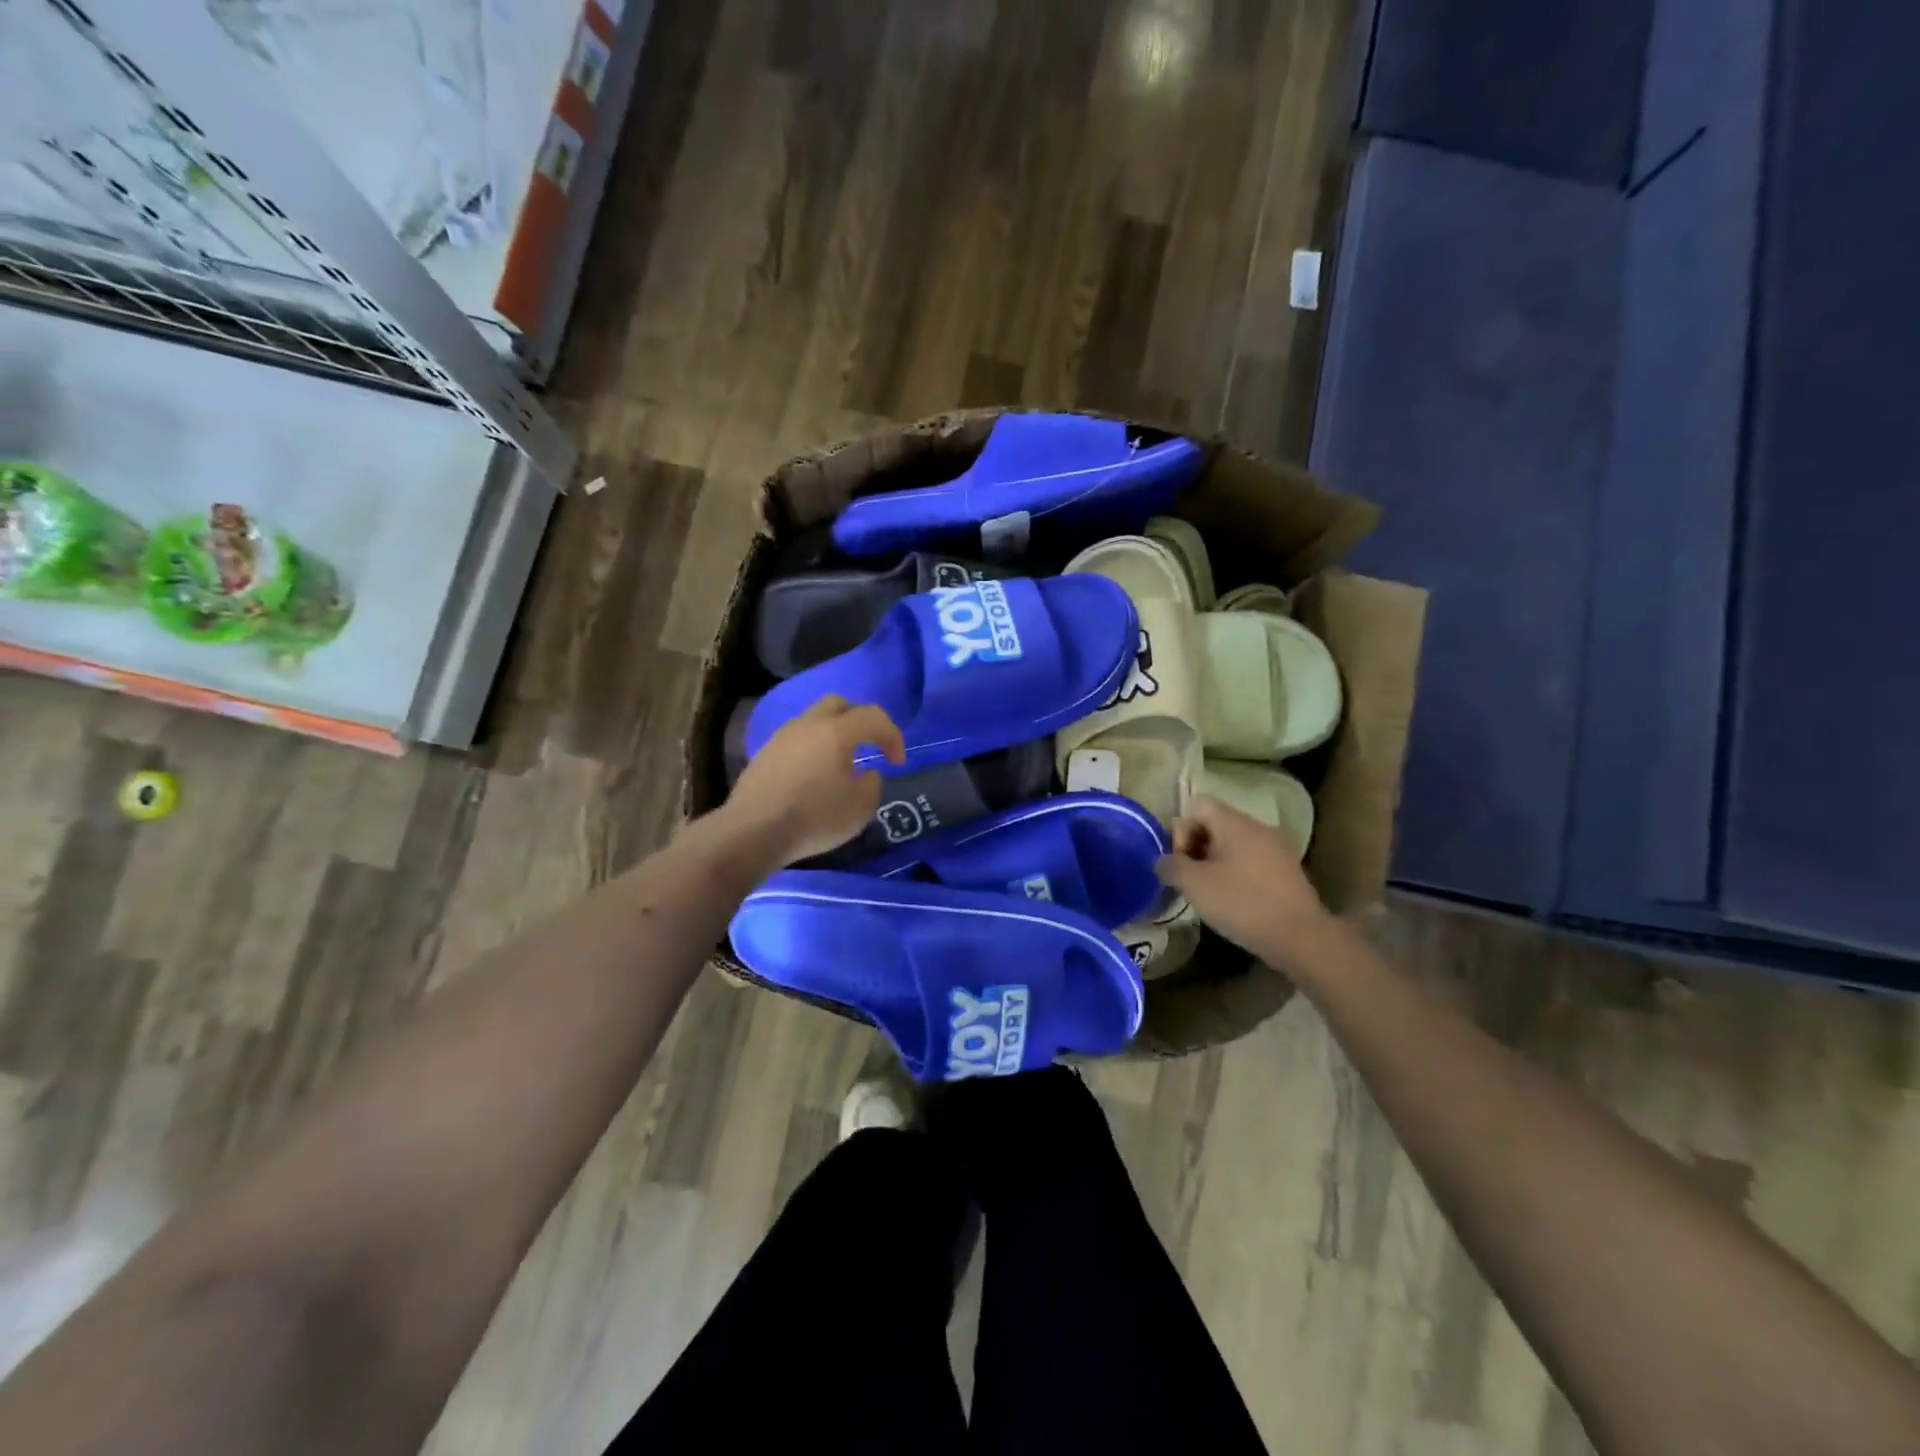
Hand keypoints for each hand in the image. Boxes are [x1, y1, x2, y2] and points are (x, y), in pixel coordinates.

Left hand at [725, 696, 906, 865]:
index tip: (897, 762)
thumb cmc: (814, 817)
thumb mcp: (860, 808)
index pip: (873, 717)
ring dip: (833, 736)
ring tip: (840, 765)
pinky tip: (813, 778)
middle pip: (839, 705)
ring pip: (813, 722)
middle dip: (860, 721)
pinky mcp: (763, 755)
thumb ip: (872, 785)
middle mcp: (807, 725)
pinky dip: (811, 751)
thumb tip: (865, 774)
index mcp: (836, 731)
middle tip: (869, 747)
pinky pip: (796, 742)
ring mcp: (781, 738)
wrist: (752, 832)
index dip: (892, 735)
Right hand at [1156, 796, 1332, 960]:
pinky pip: (1252, 860)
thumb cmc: (1241, 903)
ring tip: (1210, 892)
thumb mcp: (1194, 885)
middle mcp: (1257, 826)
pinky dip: (1237, 873)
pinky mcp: (1287, 871)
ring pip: (1234, 844)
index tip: (1181, 861)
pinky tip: (1234, 900)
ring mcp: (1277, 848)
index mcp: (1234, 822)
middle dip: (1196, 847)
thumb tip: (1162, 861)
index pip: (1197, 805)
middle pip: (1215, 823)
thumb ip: (1171, 866)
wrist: (1300, 936)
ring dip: (1215, 862)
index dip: (1181, 829)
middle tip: (1190, 879)